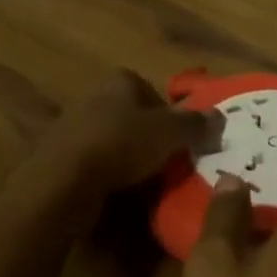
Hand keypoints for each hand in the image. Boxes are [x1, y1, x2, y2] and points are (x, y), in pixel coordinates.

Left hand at [37, 68, 216, 195]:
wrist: (60, 185)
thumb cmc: (120, 144)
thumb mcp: (169, 133)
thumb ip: (195, 124)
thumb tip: (221, 117)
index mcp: (119, 80)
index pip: (151, 91)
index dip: (168, 115)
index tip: (178, 140)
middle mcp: (93, 97)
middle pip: (131, 117)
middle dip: (147, 137)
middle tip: (165, 163)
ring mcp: (70, 129)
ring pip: (110, 142)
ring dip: (125, 159)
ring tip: (143, 184)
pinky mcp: (55, 161)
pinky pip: (90, 166)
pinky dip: (104, 178)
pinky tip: (115, 196)